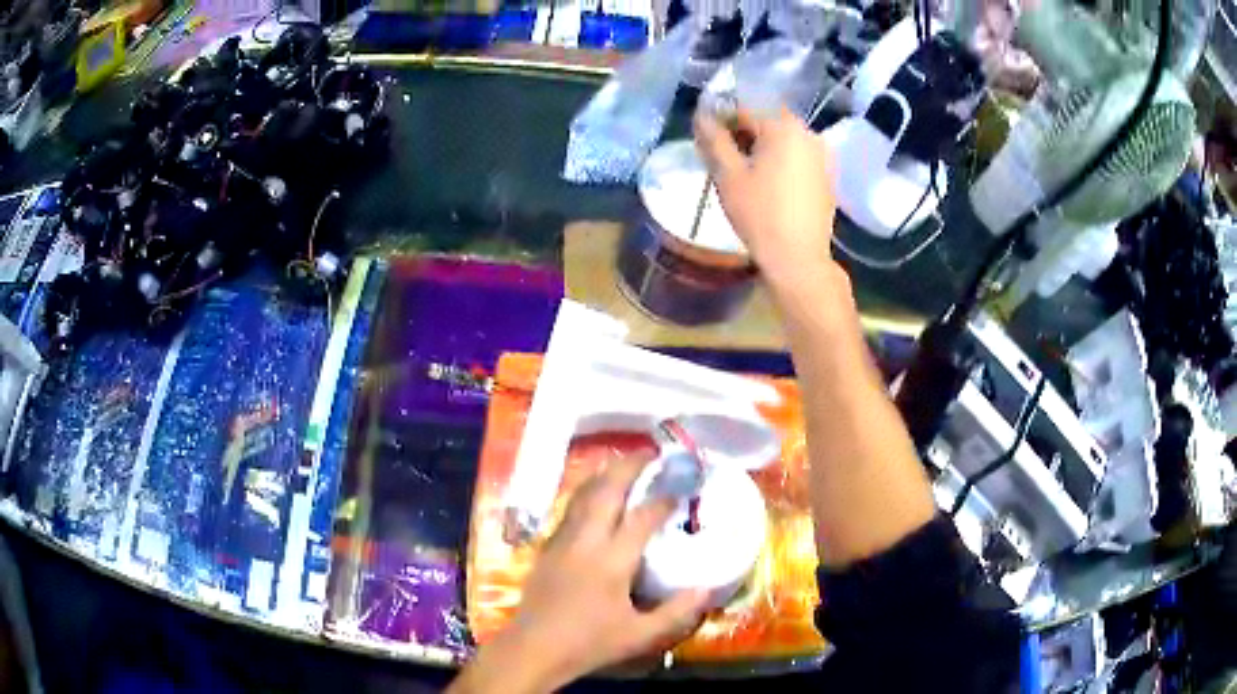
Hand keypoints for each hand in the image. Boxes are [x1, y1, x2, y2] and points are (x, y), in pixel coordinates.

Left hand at [451, 456, 710, 693]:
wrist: (534, 648)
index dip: (664, 499)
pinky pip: (570, 508)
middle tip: (650, 453)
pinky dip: (587, 491)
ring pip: (583, 494)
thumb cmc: (589, 643)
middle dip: (629, 466)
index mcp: (611, 561)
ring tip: (624, 462)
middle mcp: (586, 541)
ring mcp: (563, 540)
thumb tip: (707, 589)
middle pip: (607, 491)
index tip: (681, 486)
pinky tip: (595, 493)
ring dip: (605, 474)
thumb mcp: (640, 635)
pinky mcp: (548, 547)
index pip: (642, 518)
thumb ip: (676, 612)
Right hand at [693, 108, 838, 292]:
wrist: (798, 258)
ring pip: (783, 143)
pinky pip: (798, 160)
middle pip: (766, 124)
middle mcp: (808, 133)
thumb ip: (713, 139)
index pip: (743, 110)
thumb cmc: (759, 213)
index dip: (721, 123)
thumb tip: (701, 115)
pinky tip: (770, 189)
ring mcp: (822, 156)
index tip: (708, 145)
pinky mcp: (828, 177)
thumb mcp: (728, 175)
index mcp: (783, 126)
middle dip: (743, 137)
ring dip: (762, 151)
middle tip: (725, 163)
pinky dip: (781, 165)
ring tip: (746, 178)